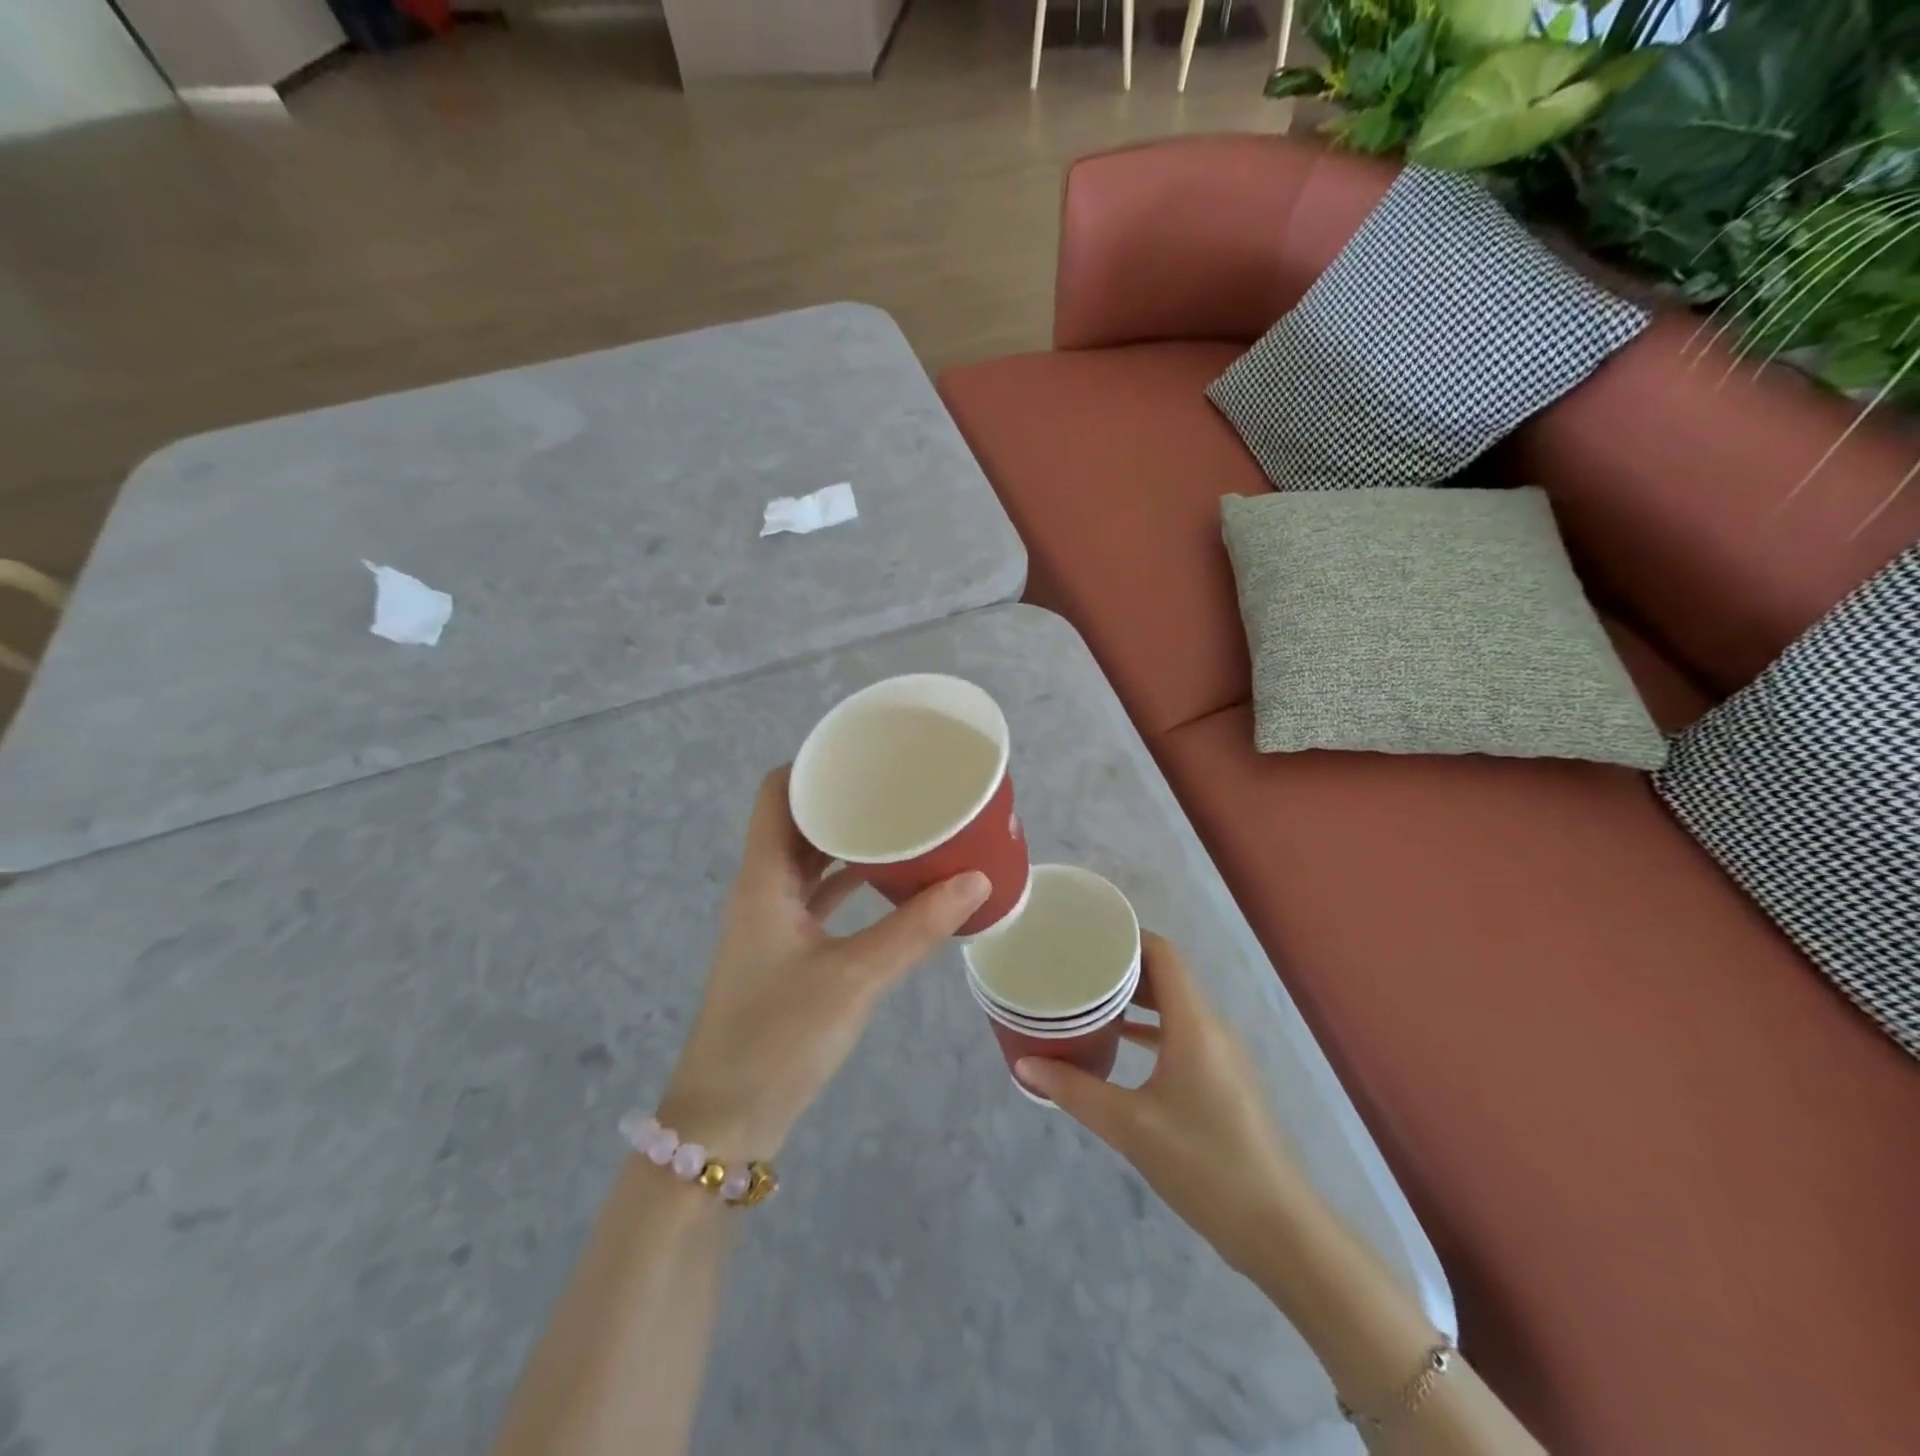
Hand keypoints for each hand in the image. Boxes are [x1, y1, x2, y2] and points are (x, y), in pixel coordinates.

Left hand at [659, 766, 990, 1160]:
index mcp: (764, 879)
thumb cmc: (778, 1038)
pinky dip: (850, 884)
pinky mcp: (785, 953)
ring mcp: (772, 922)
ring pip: (810, 861)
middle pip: (797, 822)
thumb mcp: (854, 978)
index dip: (813, 764)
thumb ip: (916, 929)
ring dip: (849, 842)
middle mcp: (762, 889)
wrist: (725, 1122)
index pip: (776, 793)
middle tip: (898, 784)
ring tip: (902, 823)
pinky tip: (891, 883)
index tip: (864, 752)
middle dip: (843, 799)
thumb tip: (977, 880)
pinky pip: (819, 898)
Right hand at [1014, 934, 1311, 1276]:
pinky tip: (1119, 1043)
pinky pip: (1181, 1034)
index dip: (1126, 936)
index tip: (1084, 935)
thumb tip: (1025, 1065)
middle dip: (1122, 966)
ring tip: (1088, 998)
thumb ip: (1075, 1091)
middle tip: (1074, 965)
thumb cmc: (1203, 1165)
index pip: (1162, 953)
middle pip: (1166, 975)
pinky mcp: (1222, 1080)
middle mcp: (1211, 1027)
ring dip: (1135, 999)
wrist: (1277, 1229)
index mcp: (1194, 1024)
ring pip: (1174, 1006)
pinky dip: (1150, 1029)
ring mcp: (1221, 1054)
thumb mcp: (1129, 1127)